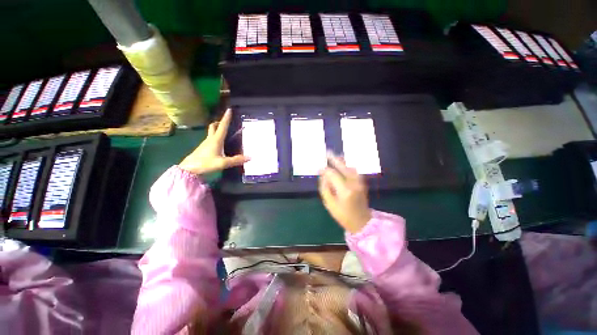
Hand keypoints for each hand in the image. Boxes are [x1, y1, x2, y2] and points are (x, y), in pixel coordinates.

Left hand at [179, 109, 248, 174]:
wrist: (188, 169)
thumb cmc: (205, 163)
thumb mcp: (222, 163)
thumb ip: (236, 160)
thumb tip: (250, 157)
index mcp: (216, 140)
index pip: (222, 126)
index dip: (226, 118)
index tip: (229, 109)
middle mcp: (210, 139)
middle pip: (214, 126)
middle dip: (220, 122)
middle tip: (226, 121)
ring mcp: (205, 143)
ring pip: (211, 132)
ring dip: (217, 129)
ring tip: (226, 132)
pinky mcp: (203, 148)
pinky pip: (211, 138)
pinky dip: (216, 136)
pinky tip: (220, 144)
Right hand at [319, 154, 371, 233]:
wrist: (362, 222)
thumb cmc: (343, 215)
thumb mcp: (329, 204)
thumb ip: (325, 188)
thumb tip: (323, 175)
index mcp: (344, 190)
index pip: (333, 174)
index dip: (325, 170)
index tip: (319, 168)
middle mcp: (353, 183)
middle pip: (343, 167)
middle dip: (334, 159)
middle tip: (327, 153)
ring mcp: (360, 182)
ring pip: (350, 167)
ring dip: (341, 161)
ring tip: (333, 156)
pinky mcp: (362, 182)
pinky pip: (354, 170)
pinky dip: (347, 165)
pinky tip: (342, 164)